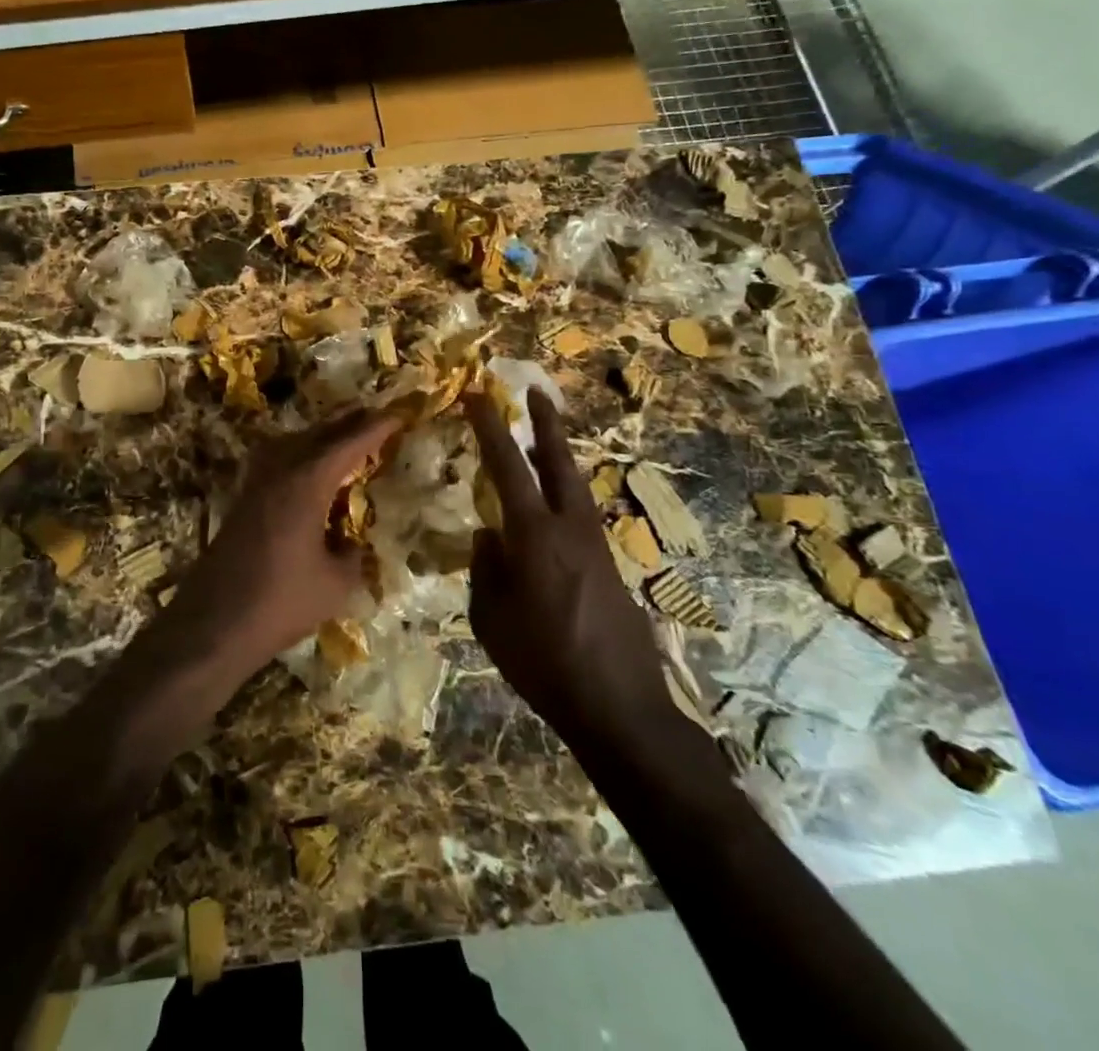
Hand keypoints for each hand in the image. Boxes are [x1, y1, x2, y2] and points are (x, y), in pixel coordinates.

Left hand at [163, 409, 400, 687]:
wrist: (214, 621)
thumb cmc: (281, 601)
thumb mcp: (336, 585)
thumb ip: (352, 557)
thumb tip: (352, 544)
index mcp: (307, 481)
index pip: (349, 444)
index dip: (375, 428)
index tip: (398, 414)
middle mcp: (280, 470)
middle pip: (318, 434)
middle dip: (348, 422)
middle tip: (375, 414)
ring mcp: (256, 482)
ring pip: (293, 442)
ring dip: (321, 435)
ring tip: (345, 435)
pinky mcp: (243, 498)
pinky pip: (277, 459)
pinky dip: (299, 453)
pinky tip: (306, 467)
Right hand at [463, 390, 678, 746]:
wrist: (621, 707)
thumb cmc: (544, 663)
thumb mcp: (492, 619)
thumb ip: (485, 570)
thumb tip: (488, 536)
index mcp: (535, 535)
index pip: (508, 465)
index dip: (491, 426)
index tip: (478, 395)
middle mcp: (571, 528)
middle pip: (559, 461)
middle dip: (546, 424)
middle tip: (536, 392)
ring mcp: (596, 545)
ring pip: (575, 486)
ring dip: (558, 457)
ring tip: (542, 442)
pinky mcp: (610, 566)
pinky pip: (580, 515)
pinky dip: (564, 496)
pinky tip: (551, 512)